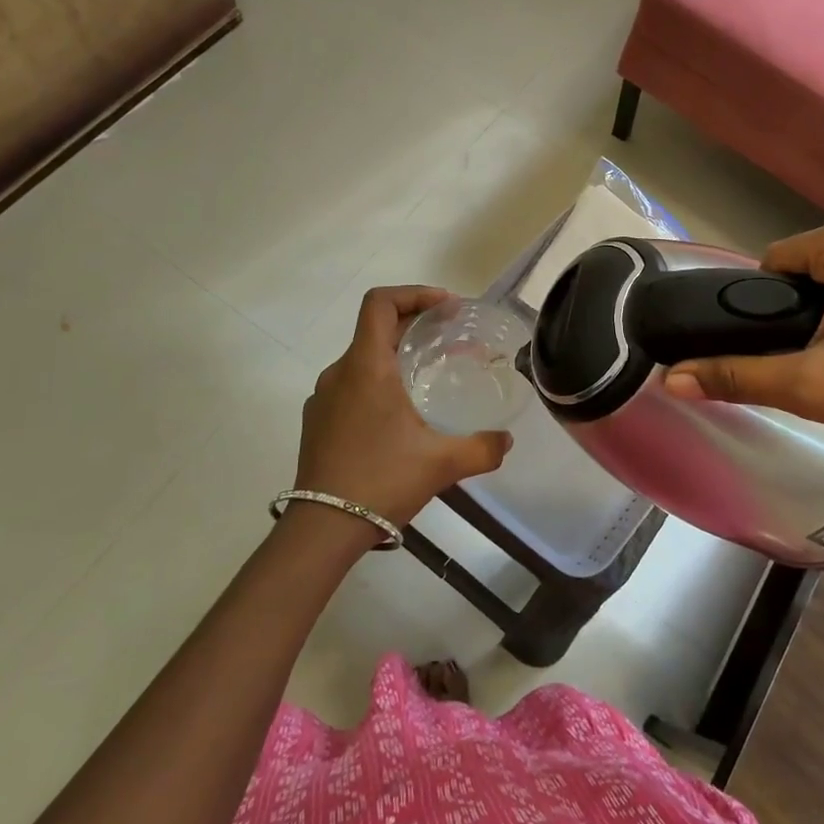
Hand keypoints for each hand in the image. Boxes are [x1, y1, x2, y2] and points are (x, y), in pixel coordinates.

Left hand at [297, 286, 511, 526]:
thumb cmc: (381, 481)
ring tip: (430, 375)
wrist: (322, 529)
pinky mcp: (318, 421)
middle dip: (417, 325)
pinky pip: (352, 384)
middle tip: (453, 338)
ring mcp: (324, 397)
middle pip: (377, 328)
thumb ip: (481, 448)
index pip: (381, 303)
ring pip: (364, 358)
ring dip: (398, 355)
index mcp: (366, 367)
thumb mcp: (441, 463)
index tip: (448, 308)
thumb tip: (506, 441)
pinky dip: (379, 381)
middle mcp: (340, 372)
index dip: (415, 293)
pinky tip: (401, 414)